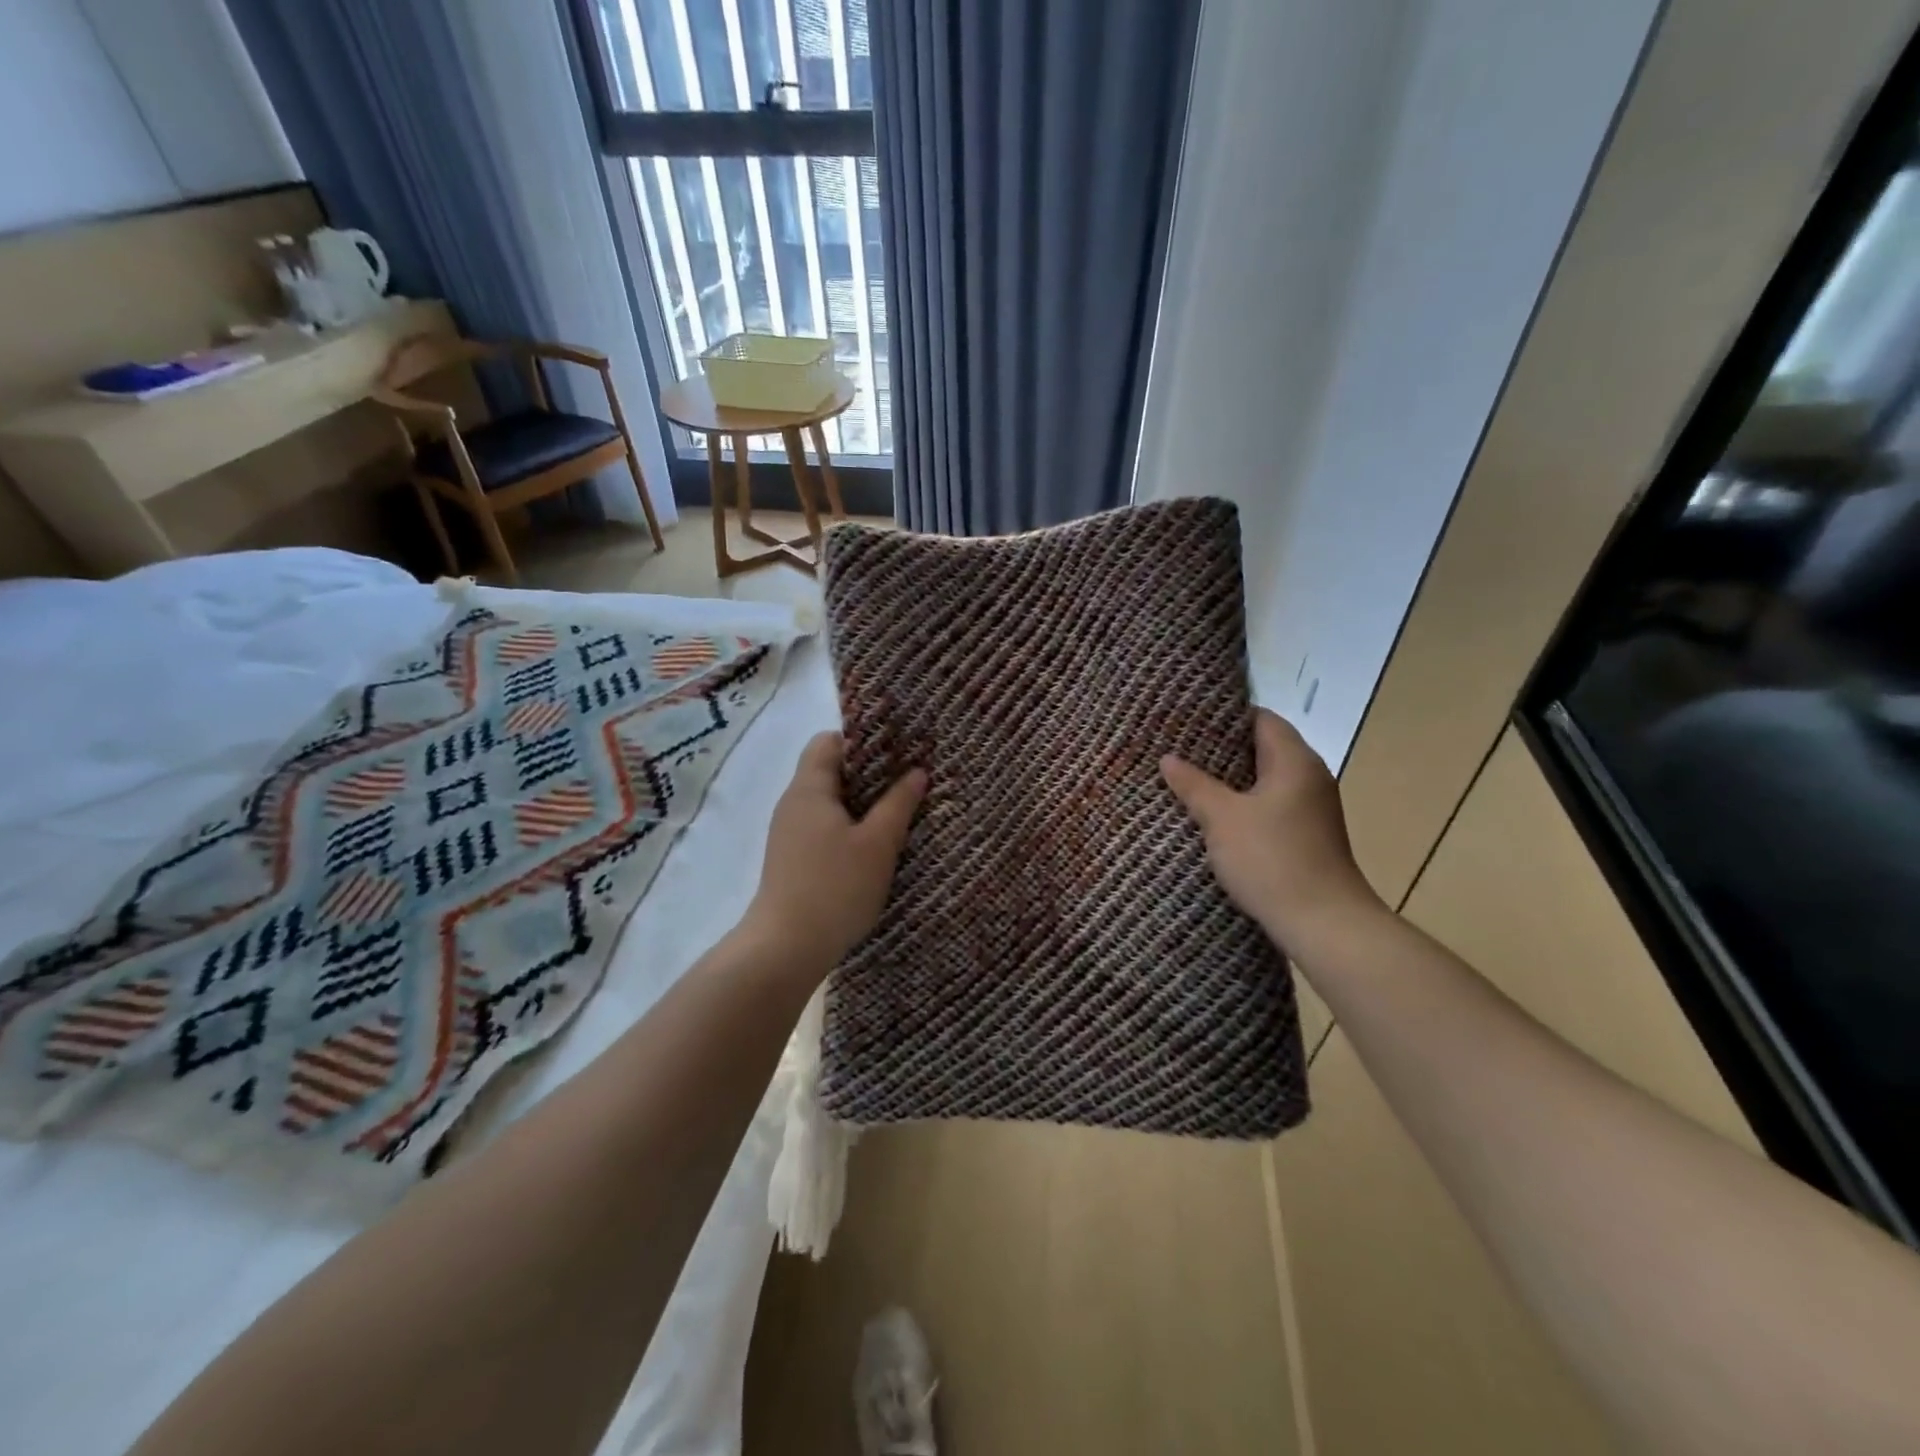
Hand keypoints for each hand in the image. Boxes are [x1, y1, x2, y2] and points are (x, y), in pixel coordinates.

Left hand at [744, 731, 927, 972]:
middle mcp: (793, 803)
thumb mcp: (878, 844)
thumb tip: (917, 771)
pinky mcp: (792, 858)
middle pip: (829, 770)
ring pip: (829, 802)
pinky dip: (848, 827)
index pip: (828, 741)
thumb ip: (898, 803)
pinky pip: (823, 827)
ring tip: (898, 812)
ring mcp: (789, 833)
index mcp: (809, 789)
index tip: (897, 752)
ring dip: (861, 803)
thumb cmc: (836, 887)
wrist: (786, 948)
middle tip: (907, 781)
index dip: (862, 741)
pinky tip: (874, 845)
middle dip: (869, 773)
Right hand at [1160, 709, 1383, 945]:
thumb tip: (1168, 758)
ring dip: (1231, 779)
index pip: (1261, 718)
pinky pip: (1270, 804)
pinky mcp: (1306, 835)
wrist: (1323, 924)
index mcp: (1295, 761)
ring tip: (1188, 778)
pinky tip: (1214, 814)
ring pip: (1265, 779)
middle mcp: (1309, 776)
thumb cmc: (1272, 860)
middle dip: (1221, 748)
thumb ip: (1194, 785)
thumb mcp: (1222, 819)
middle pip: (1263, 747)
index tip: (1188, 719)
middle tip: (1178, 748)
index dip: (1225, 716)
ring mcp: (1311, 808)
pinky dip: (1244, 803)